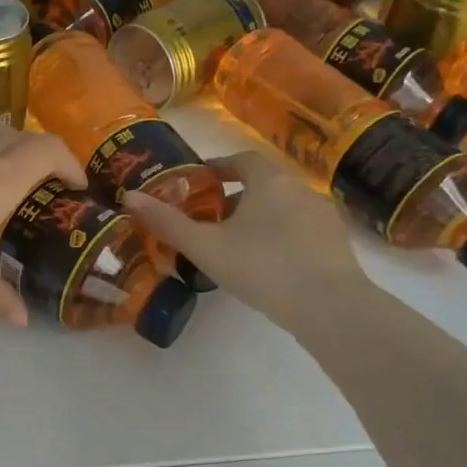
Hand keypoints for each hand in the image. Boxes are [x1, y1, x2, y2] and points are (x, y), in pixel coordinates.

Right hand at [123, 150, 364, 326]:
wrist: (330, 307)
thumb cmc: (262, 266)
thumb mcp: (205, 246)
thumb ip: (167, 222)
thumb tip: (129, 196)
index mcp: (269, 180)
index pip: (242, 159)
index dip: (218, 166)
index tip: (199, 181)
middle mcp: (301, 189)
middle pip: (263, 183)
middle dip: (235, 195)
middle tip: (210, 218)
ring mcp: (324, 217)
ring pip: (284, 208)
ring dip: (260, 218)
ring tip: (236, 244)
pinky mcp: (337, 245)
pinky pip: (302, 231)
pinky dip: (281, 238)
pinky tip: (268, 265)